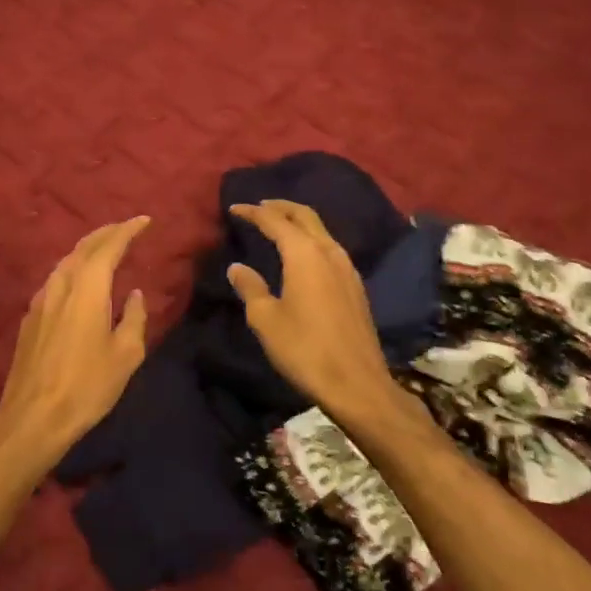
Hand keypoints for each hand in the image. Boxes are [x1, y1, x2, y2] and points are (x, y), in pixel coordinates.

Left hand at [0, 216, 150, 467]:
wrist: (33, 416)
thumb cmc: (87, 386)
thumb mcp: (126, 355)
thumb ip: (134, 318)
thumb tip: (134, 295)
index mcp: (88, 289)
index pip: (108, 247)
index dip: (127, 230)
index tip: (144, 221)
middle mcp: (61, 285)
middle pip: (84, 247)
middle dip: (107, 233)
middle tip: (126, 228)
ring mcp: (40, 300)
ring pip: (66, 261)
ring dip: (88, 249)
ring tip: (105, 249)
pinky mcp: (30, 317)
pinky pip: (56, 279)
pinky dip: (74, 268)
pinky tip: (80, 280)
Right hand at [226, 200, 403, 424]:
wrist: (357, 383)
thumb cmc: (304, 349)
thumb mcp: (266, 319)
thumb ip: (250, 287)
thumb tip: (237, 267)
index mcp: (304, 254)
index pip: (275, 220)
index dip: (253, 212)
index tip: (234, 208)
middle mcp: (329, 251)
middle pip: (305, 216)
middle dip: (280, 207)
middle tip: (259, 206)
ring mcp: (347, 267)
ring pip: (321, 230)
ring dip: (299, 222)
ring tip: (279, 226)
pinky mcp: (355, 285)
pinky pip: (330, 248)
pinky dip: (311, 239)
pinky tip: (302, 254)